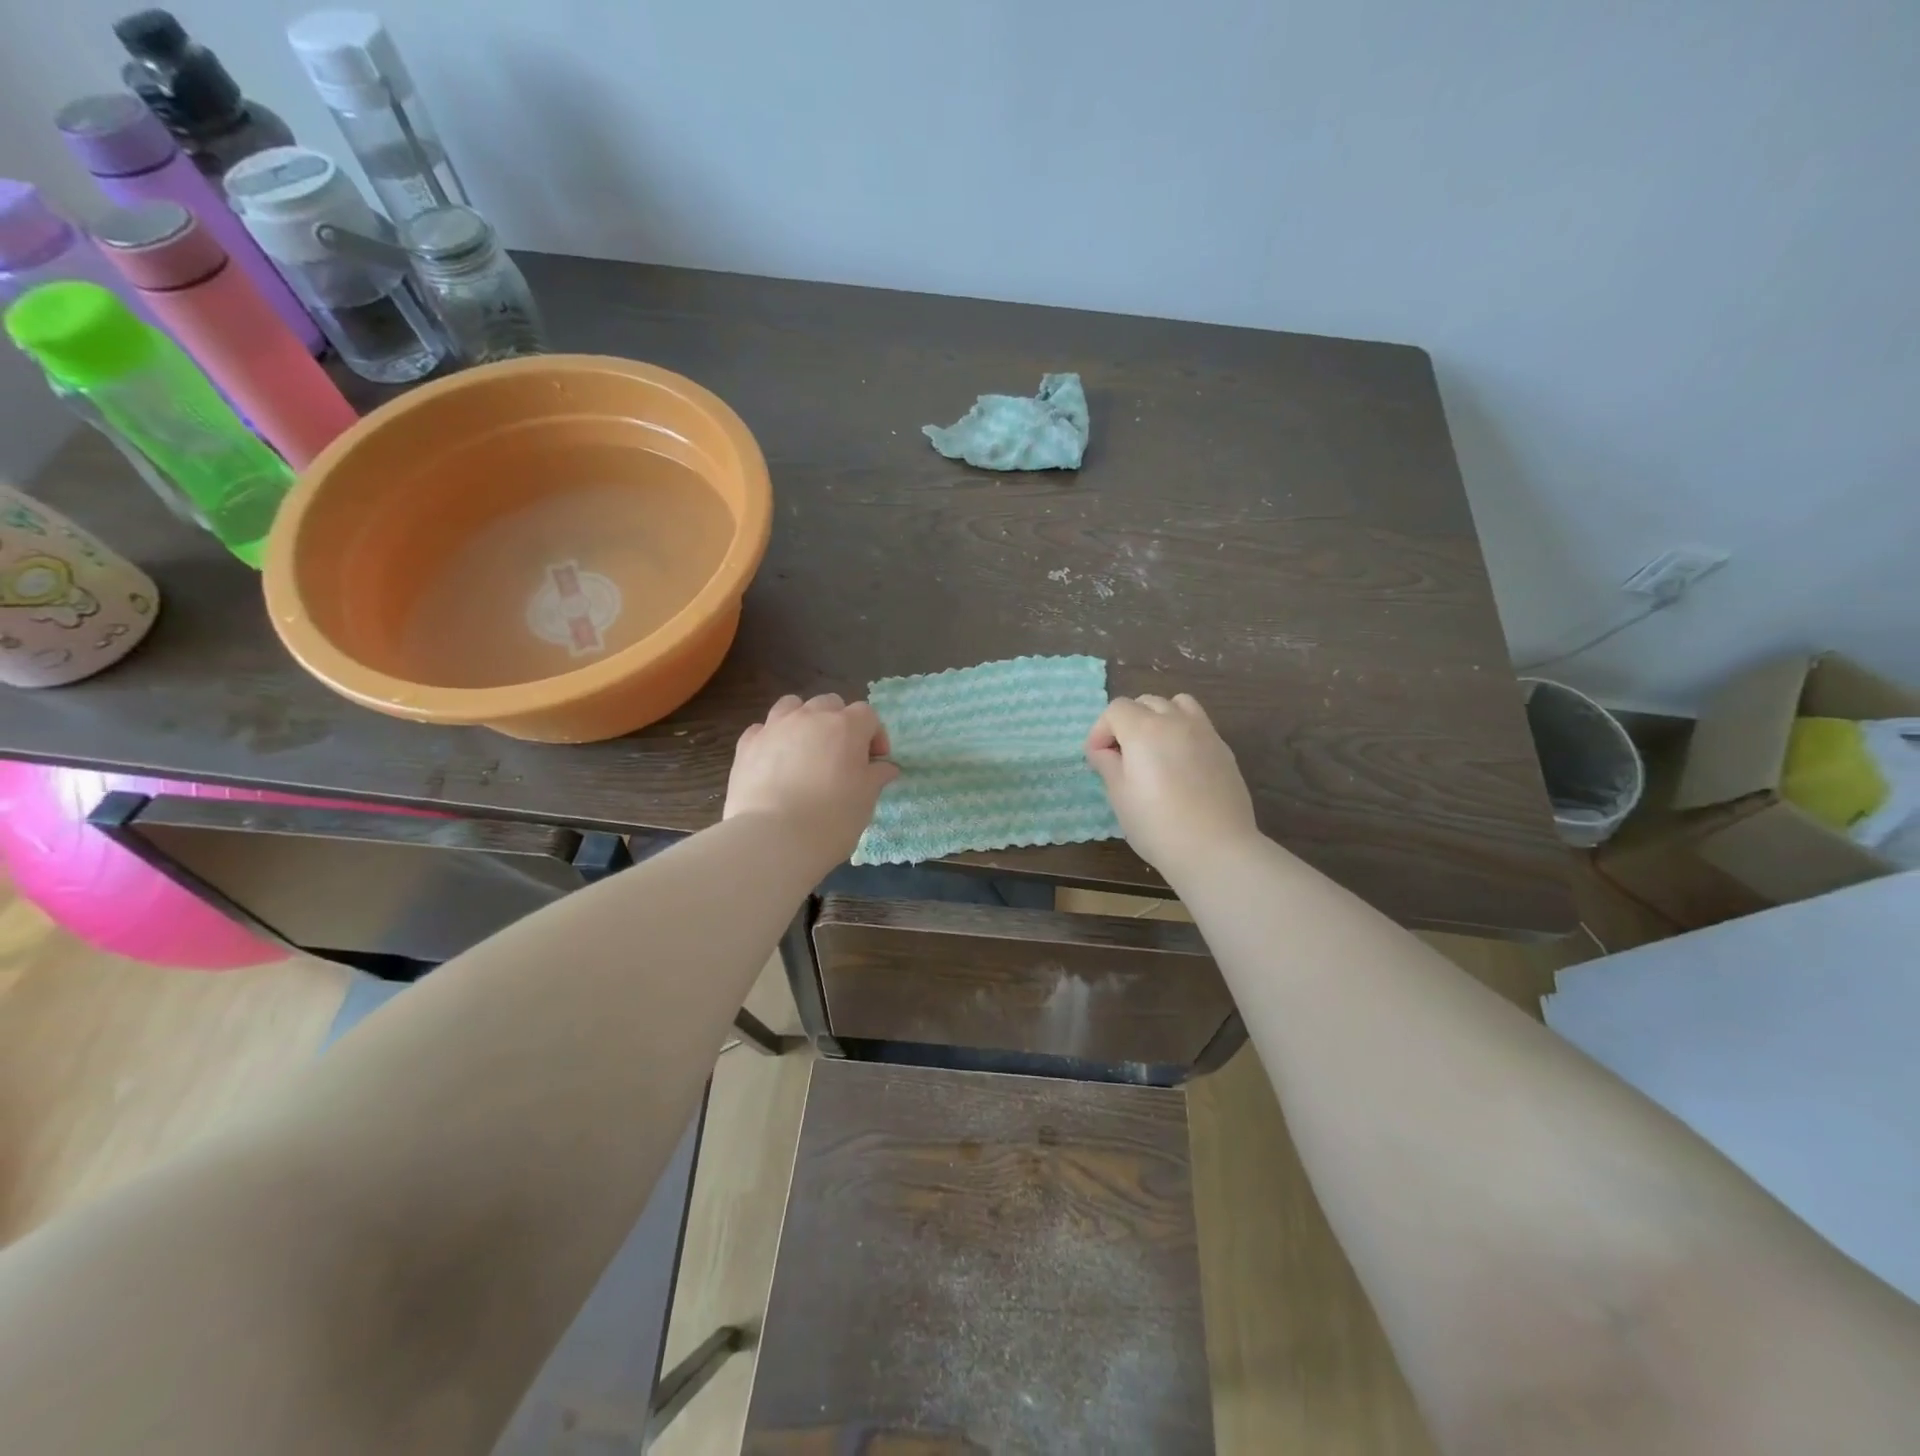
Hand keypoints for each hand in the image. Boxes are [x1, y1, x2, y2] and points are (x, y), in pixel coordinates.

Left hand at [725, 693, 898, 862]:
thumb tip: (885, 767)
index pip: (867, 715)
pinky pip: (762, 729)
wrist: (773, 838)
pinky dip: (772, 738)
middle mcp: (810, 717)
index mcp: (846, 727)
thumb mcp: (866, 799)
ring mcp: (775, 727)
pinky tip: (775, 761)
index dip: (875, 735)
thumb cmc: (832, 818)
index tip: (875, 762)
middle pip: (830, 704)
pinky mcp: (747, 745)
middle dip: (840, 723)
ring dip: (804, 720)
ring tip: (806, 749)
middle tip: (841, 755)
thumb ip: (876, 776)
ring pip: (792, 706)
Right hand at [1086, 694, 1259, 877]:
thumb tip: (1103, 751)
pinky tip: (1180, 764)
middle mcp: (1176, 721)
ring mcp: (1205, 733)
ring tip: (1154, 748)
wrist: (1216, 849)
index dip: (1101, 730)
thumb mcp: (1120, 796)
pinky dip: (1182, 732)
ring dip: (1159, 717)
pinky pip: (1198, 725)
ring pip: (1177, 704)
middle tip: (1122, 755)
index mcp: (1144, 730)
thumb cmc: (1157, 825)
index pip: (1116, 709)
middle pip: (1146, 702)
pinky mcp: (1223, 750)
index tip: (1097, 758)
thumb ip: (1108, 765)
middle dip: (1128, 721)